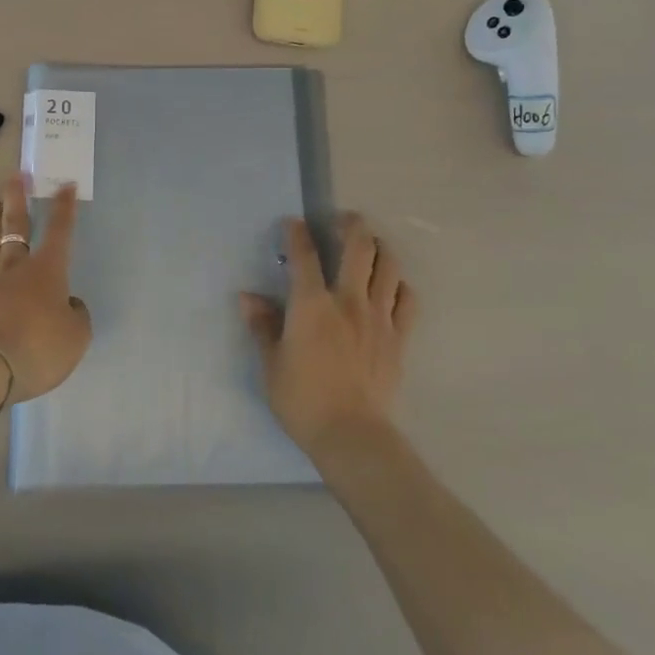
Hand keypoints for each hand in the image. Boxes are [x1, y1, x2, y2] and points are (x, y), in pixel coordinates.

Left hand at [0, 175, 91, 405]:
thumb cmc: (39, 350)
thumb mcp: (76, 337)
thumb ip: (76, 315)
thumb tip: (68, 303)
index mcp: (46, 269)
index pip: (60, 229)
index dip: (64, 206)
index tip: (65, 184)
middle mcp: (13, 264)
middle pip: (14, 223)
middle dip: (17, 197)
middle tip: (16, 176)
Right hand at [241, 213, 418, 457]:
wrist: (352, 435)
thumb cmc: (302, 400)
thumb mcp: (271, 364)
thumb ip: (262, 326)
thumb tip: (247, 297)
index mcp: (311, 304)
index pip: (304, 255)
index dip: (297, 233)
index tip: (294, 222)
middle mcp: (348, 300)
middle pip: (358, 246)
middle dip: (351, 225)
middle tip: (343, 220)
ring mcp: (378, 316)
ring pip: (388, 265)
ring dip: (379, 248)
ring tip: (370, 246)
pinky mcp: (398, 337)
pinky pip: (407, 299)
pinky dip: (400, 285)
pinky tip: (391, 287)